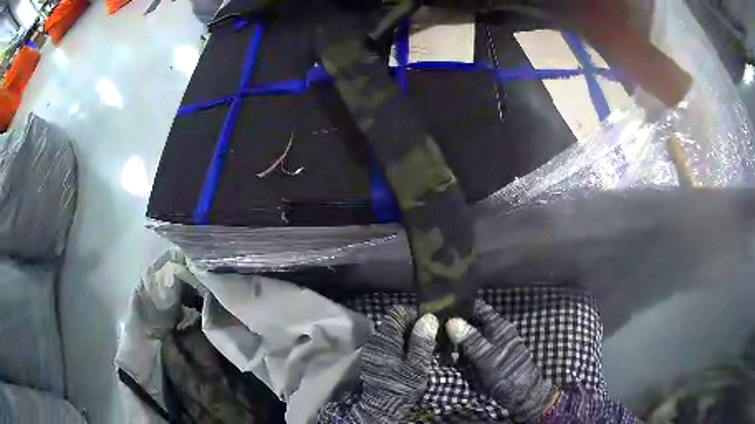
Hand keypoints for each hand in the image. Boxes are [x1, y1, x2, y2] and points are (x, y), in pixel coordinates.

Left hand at [331, 305, 438, 423]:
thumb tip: (428, 318)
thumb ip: (422, 342)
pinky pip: (389, 344)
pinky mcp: (373, 359)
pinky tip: (411, 355)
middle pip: (394, 323)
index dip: (414, 314)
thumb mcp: (416, 366)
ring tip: (424, 346)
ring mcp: (372, 350)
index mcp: (385, 339)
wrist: (381, 407)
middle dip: (413, 325)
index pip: (397, 313)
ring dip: (408, 336)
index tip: (430, 322)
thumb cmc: (401, 386)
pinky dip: (401, 345)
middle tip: (430, 335)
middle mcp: (375, 340)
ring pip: (392, 334)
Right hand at [446, 300, 557, 422]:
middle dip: (454, 326)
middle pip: (472, 323)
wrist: (522, 396)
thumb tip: (451, 320)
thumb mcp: (488, 358)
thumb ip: (471, 340)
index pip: (478, 308)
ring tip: (436, 344)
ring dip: (455, 341)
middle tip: (432, 327)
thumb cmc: (507, 374)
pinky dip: (459, 353)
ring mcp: (492, 347)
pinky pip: (470, 352)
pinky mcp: (488, 360)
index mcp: (499, 327)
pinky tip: (448, 358)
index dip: (461, 305)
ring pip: (469, 338)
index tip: (439, 305)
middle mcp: (496, 333)